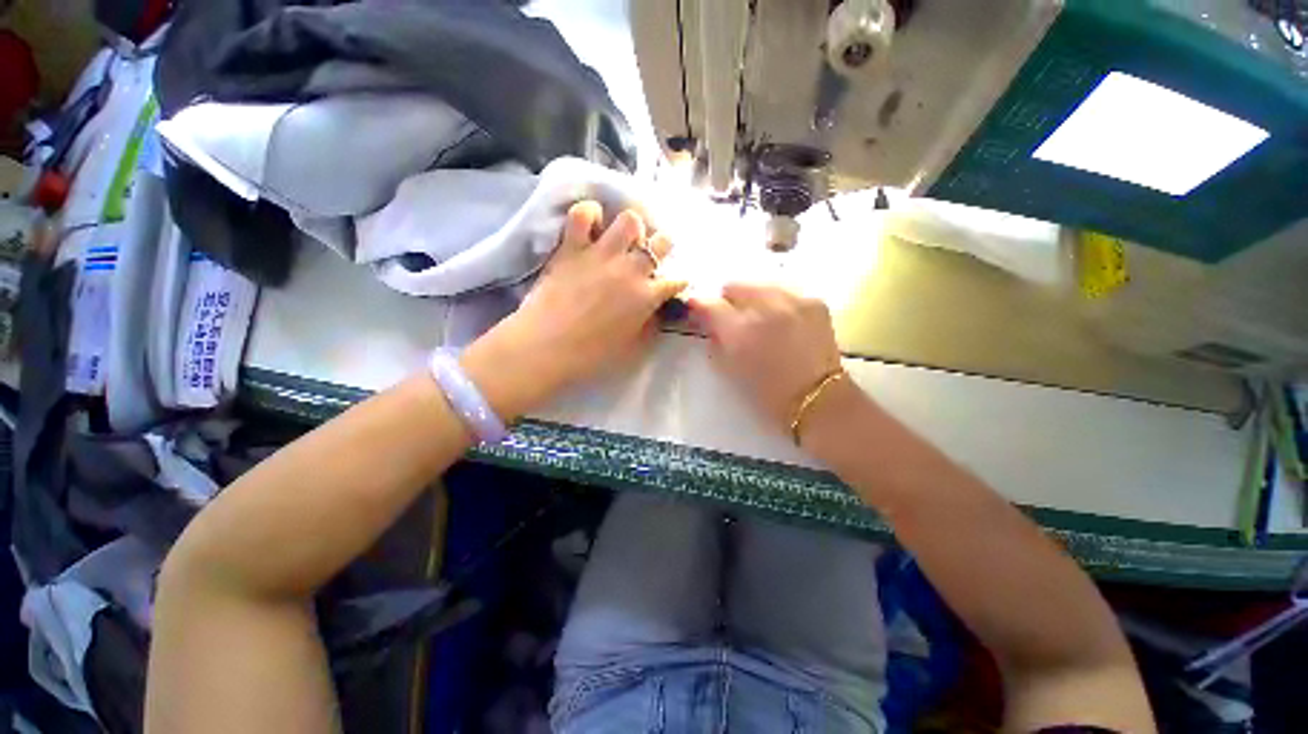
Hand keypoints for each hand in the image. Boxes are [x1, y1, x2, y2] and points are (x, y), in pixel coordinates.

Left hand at [462, 202, 685, 418]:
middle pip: (662, 241)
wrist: (546, 348)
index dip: (678, 281)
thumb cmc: (591, 356)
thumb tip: (658, 312)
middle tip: (649, 258)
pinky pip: (583, 213)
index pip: (676, 280)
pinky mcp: (572, 247)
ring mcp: (601, 254)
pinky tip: (591, 225)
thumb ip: (651, 326)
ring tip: (623, 240)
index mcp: (647, 297)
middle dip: (663, 247)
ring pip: (630, 219)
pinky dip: (590, 214)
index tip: (673, 284)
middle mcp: (631, 269)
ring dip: (632, 228)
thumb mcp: (633, 348)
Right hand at [690, 284, 844, 431]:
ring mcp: (793, 301)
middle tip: (734, 319)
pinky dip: (778, 303)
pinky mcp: (814, 301)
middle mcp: (765, 308)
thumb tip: (708, 321)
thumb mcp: (729, 368)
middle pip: (735, 286)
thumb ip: (715, 339)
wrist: (817, 399)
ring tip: (761, 319)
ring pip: (761, 285)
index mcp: (739, 331)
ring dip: (754, 299)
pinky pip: (786, 292)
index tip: (700, 311)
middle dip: (729, 301)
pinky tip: (783, 321)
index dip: (700, 306)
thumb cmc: (766, 392)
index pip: (708, 303)